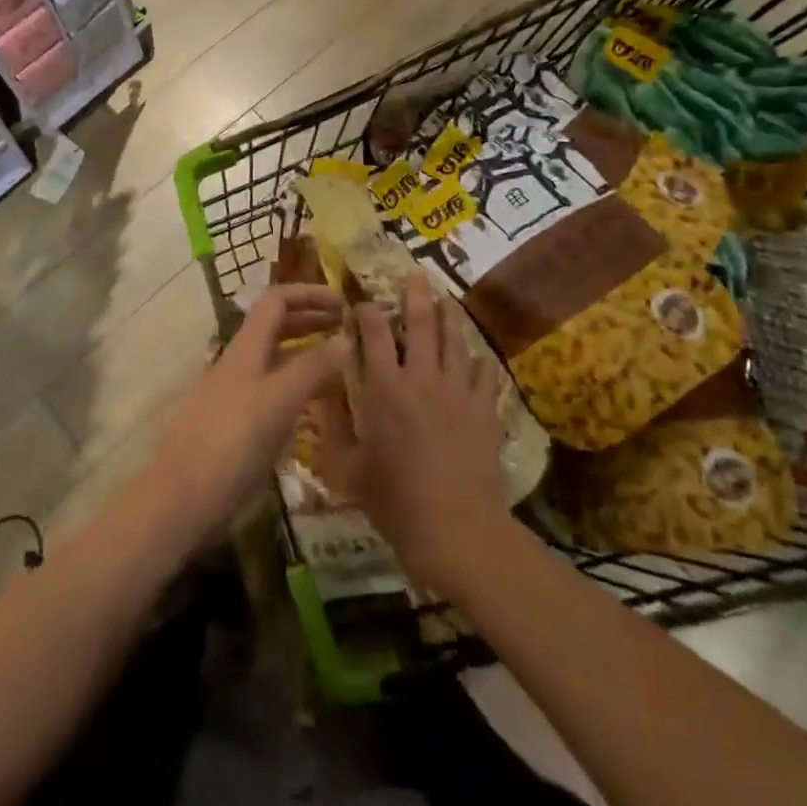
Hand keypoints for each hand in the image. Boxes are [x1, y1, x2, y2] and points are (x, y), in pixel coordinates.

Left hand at [152, 284, 349, 544]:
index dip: (309, 293)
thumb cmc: (230, 444)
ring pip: (273, 359)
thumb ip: (312, 368)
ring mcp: (232, 395)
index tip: (344, 303)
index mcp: (246, 348)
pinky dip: (294, 386)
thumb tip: (346, 336)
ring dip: (304, 352)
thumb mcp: (278, 402)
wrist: (179, 501)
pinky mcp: (232, 426)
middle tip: (346, 330)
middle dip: (310, 319)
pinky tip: (311, 408)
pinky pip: (269, 391)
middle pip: (274, 326)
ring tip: (337, 364)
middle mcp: (238, 363)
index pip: (277, 300)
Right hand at [317, 274, 511, 593]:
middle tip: (415, 274)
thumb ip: (333, 425)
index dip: (366, 311)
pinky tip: (479, 358)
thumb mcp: (348, 469)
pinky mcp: (485, 410)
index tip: (361, 303)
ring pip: (455, 341)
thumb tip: (320, 389)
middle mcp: (421, 378)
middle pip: (420, 324)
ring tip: (447, 300)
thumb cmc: (395, 502)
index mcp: (384, 388)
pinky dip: (481, 362)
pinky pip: (486, 375)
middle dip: (415, 295)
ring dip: (450, 317)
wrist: (458, 531)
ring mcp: (458, 391)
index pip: (372, 333)